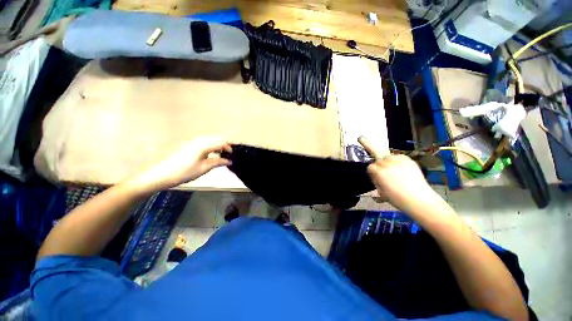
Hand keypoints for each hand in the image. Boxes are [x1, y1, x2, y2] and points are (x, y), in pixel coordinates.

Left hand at [131, 137, 231, 192]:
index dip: (229, 148)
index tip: (233, 155)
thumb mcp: (204, 168)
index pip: (221, 142)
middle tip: (230, 155)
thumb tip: (229, 161)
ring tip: (222, 155)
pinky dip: (211, 146)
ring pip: (211, 140)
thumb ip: (218, 162)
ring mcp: (193, 141)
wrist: (161, 175)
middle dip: (225, 145)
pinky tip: (212, 154)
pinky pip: (205, 142)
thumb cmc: (184, 172)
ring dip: (218, 145)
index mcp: (203, 145)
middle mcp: (199, 140)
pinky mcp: (189, 145)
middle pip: (217, 138)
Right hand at [359, 136, 439, 213]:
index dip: (373, 172)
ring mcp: (399, 162)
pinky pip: (400, 156)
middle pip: (379, 161)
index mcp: (379, 173)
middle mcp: (387, 165)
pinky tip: (401, 167)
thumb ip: (377, 182)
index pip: (370, 167)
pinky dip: (399, 160)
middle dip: (380, 167)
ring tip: (394, 170)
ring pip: (389, 157)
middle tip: (385, 175)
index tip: (376, 177)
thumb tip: (377, 178)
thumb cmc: (397, 199)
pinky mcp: (409, 161)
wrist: (419, 200)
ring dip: (389, 162)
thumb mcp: (381, 192)